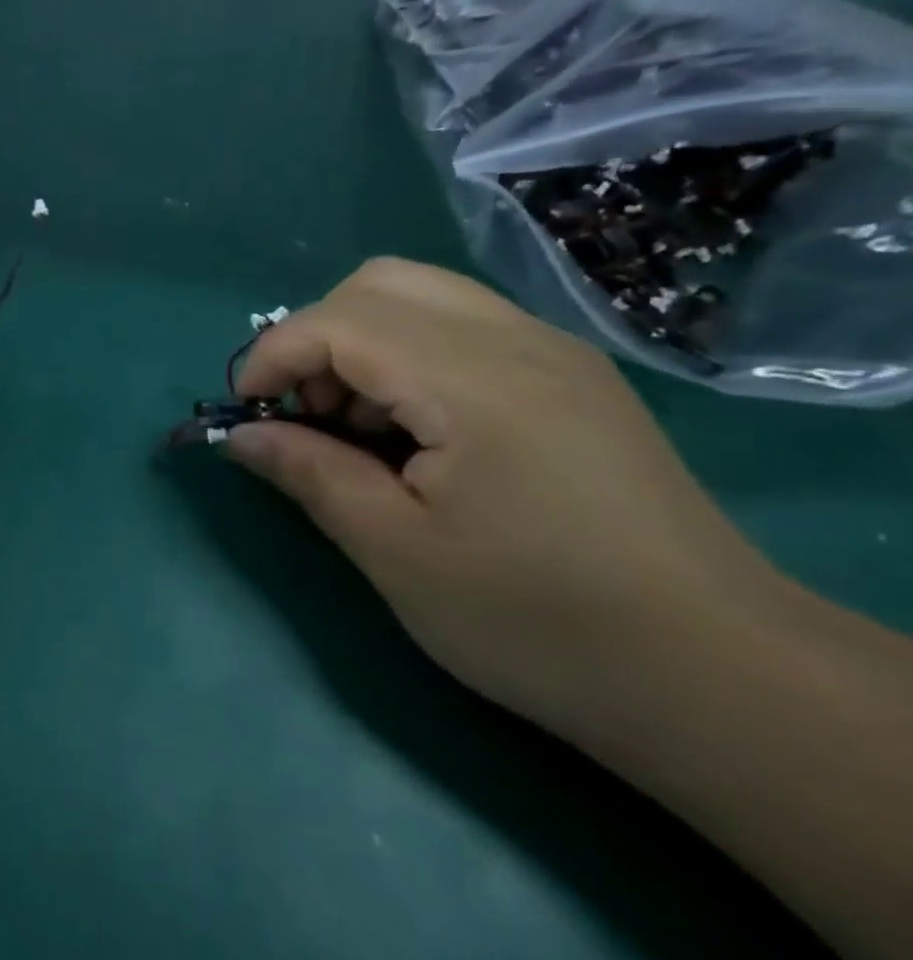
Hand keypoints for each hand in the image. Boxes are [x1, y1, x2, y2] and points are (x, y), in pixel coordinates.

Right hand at [224, 258, 782, 731]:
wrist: (717, 675)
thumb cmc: (536, 620)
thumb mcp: (395, 553)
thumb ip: (309, 473)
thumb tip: (241, 436)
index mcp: (473, 382)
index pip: (339, 321)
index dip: (272, 355)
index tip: (247, 415)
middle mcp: (518, 342)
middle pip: (379, 284)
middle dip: (316, 337)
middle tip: (308, 415)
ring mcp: (555, 355)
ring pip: (423, 297)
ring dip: (361, 344)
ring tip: (356, 428)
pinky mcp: (573, 380)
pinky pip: (464, 328)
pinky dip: (408, 356)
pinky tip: (414, 433)